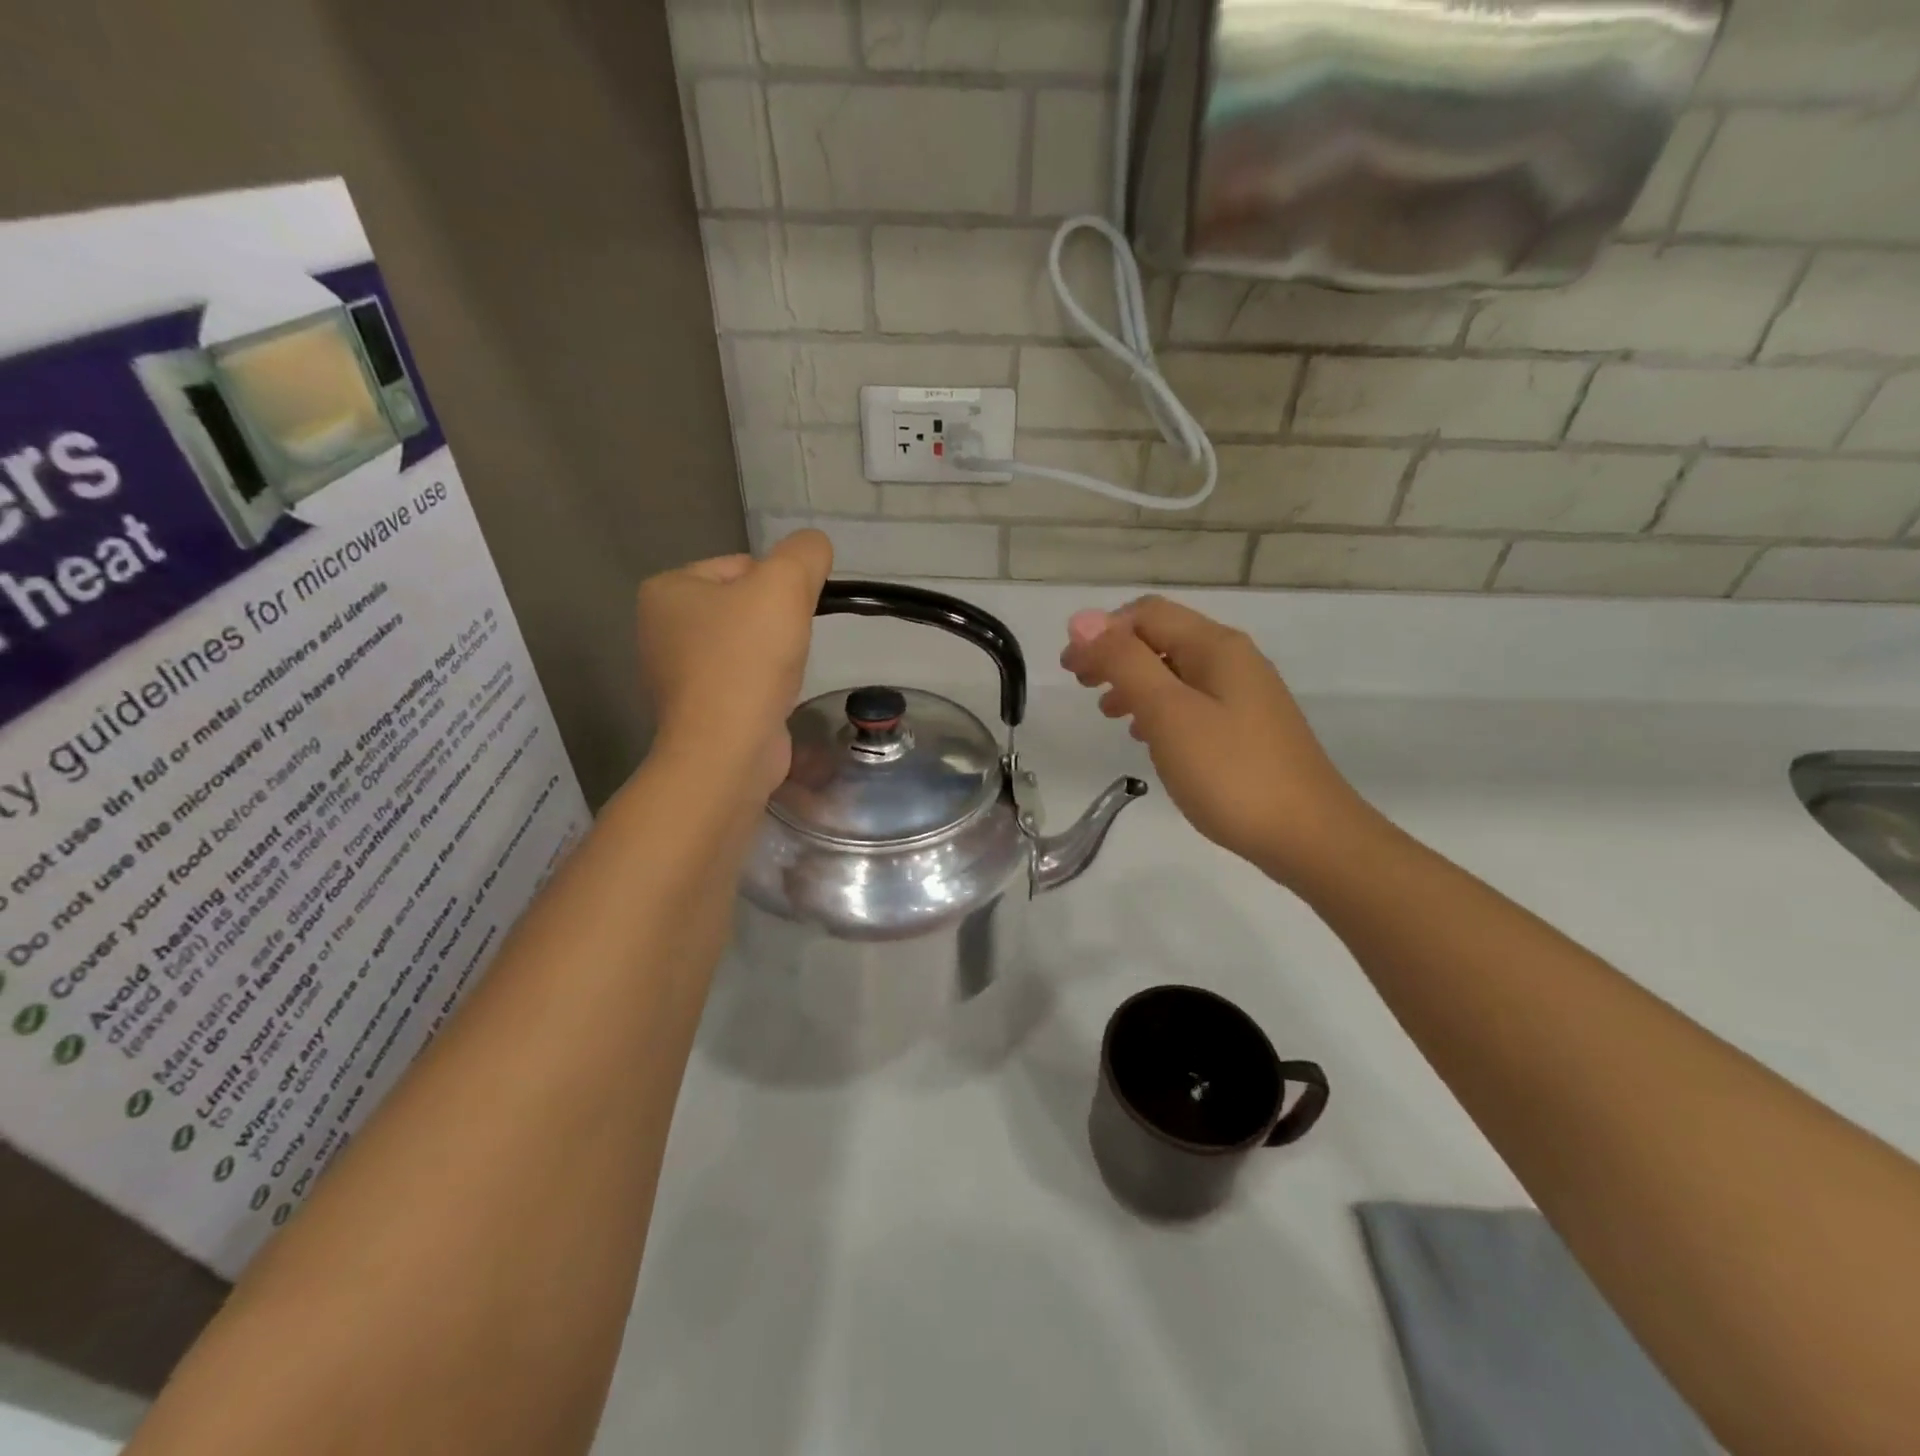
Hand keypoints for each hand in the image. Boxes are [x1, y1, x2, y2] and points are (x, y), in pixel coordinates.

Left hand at [637, 530, 832, 798]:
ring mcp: (676, 673)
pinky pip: (741, 680)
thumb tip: (815, 548)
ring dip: (774, 654)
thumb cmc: (748, 659)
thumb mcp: (785, 584)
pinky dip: (763, 685)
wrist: (728, 749)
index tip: (791, 615)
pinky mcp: (698, 709)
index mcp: (667, 589)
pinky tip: (773, 698)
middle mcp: (661, 628)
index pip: (742, 566)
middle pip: (744, 605)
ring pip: (746, 644)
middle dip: (776, 621)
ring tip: (782, 674)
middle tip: (790, 645)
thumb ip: (805, 553)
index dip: (779, 586)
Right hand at [1061, 596, 1368, 882]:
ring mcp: (1245, 695)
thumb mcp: (1168, 713)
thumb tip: (1083, 620)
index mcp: (1215, 647)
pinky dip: (1159, 708)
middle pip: (1162, 638)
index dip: (1101, 632)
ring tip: (1108, 712)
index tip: (1069, 669)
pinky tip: (1147, 736)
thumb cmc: (1230, 772)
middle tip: (1082, 686)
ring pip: (1176, 672)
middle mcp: (1233, 660)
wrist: (1308, 836)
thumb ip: (1125, 663)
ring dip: (1135, 682)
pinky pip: (1192, 702)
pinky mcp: (1247, 728)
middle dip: (1115, 655)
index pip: (1147, 614)